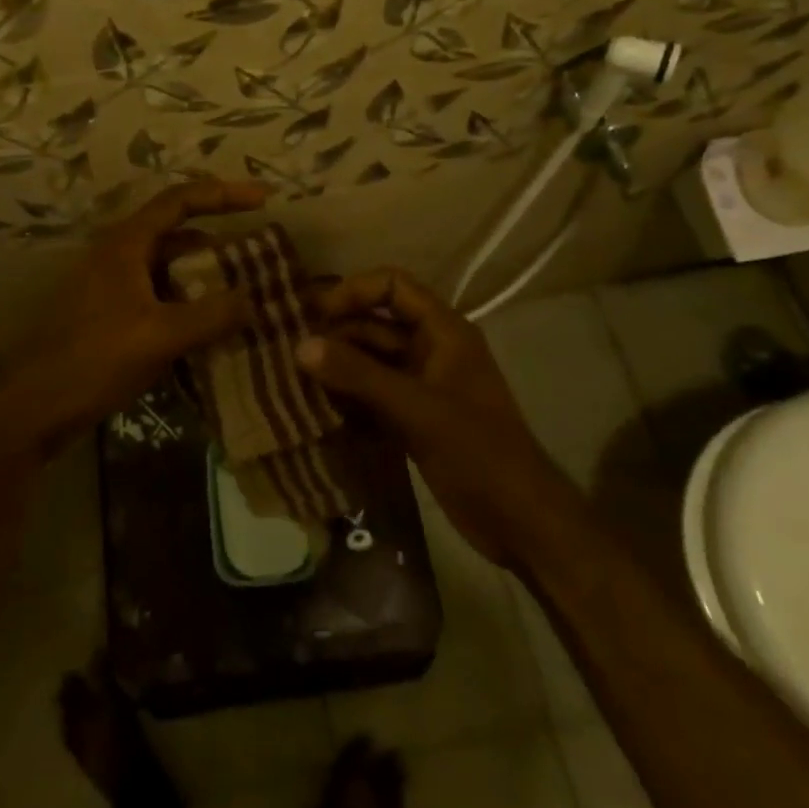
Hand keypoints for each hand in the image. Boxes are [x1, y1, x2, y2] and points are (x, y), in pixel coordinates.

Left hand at [0, 180, 267, 458]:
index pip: (181, 200)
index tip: (265, 199)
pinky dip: (189, 301)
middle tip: (262, 256)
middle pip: (178, 232)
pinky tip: (213, 324)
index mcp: (126, 243)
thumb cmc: (95, 359)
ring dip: (206, 275)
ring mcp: (113, 283)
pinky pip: (161, 294)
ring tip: (247, 291)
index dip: (224, 194)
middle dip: (221, 241)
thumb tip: (252, 299)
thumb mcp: (160, 337)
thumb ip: (211, 315)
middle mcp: (119, 253)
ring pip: (170, 266)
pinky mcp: (112, 312)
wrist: (35, 405)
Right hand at [298, 268, 558, 566]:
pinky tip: (314, 408)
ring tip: (292, 378)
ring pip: (370, 362)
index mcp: (443, 331)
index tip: (314, 314)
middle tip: (289, 349)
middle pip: (375, 324)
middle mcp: (431, 350)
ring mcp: (421, 386)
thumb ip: (358, 375)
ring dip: (337, 367)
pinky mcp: (412, 419)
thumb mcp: (416, 408)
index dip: (353, 291)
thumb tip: (300, 346)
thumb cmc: (477, 451)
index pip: (392, 287)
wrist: (520, 521)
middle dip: (335, 333)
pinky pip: (372, 395)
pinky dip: (347, 397)